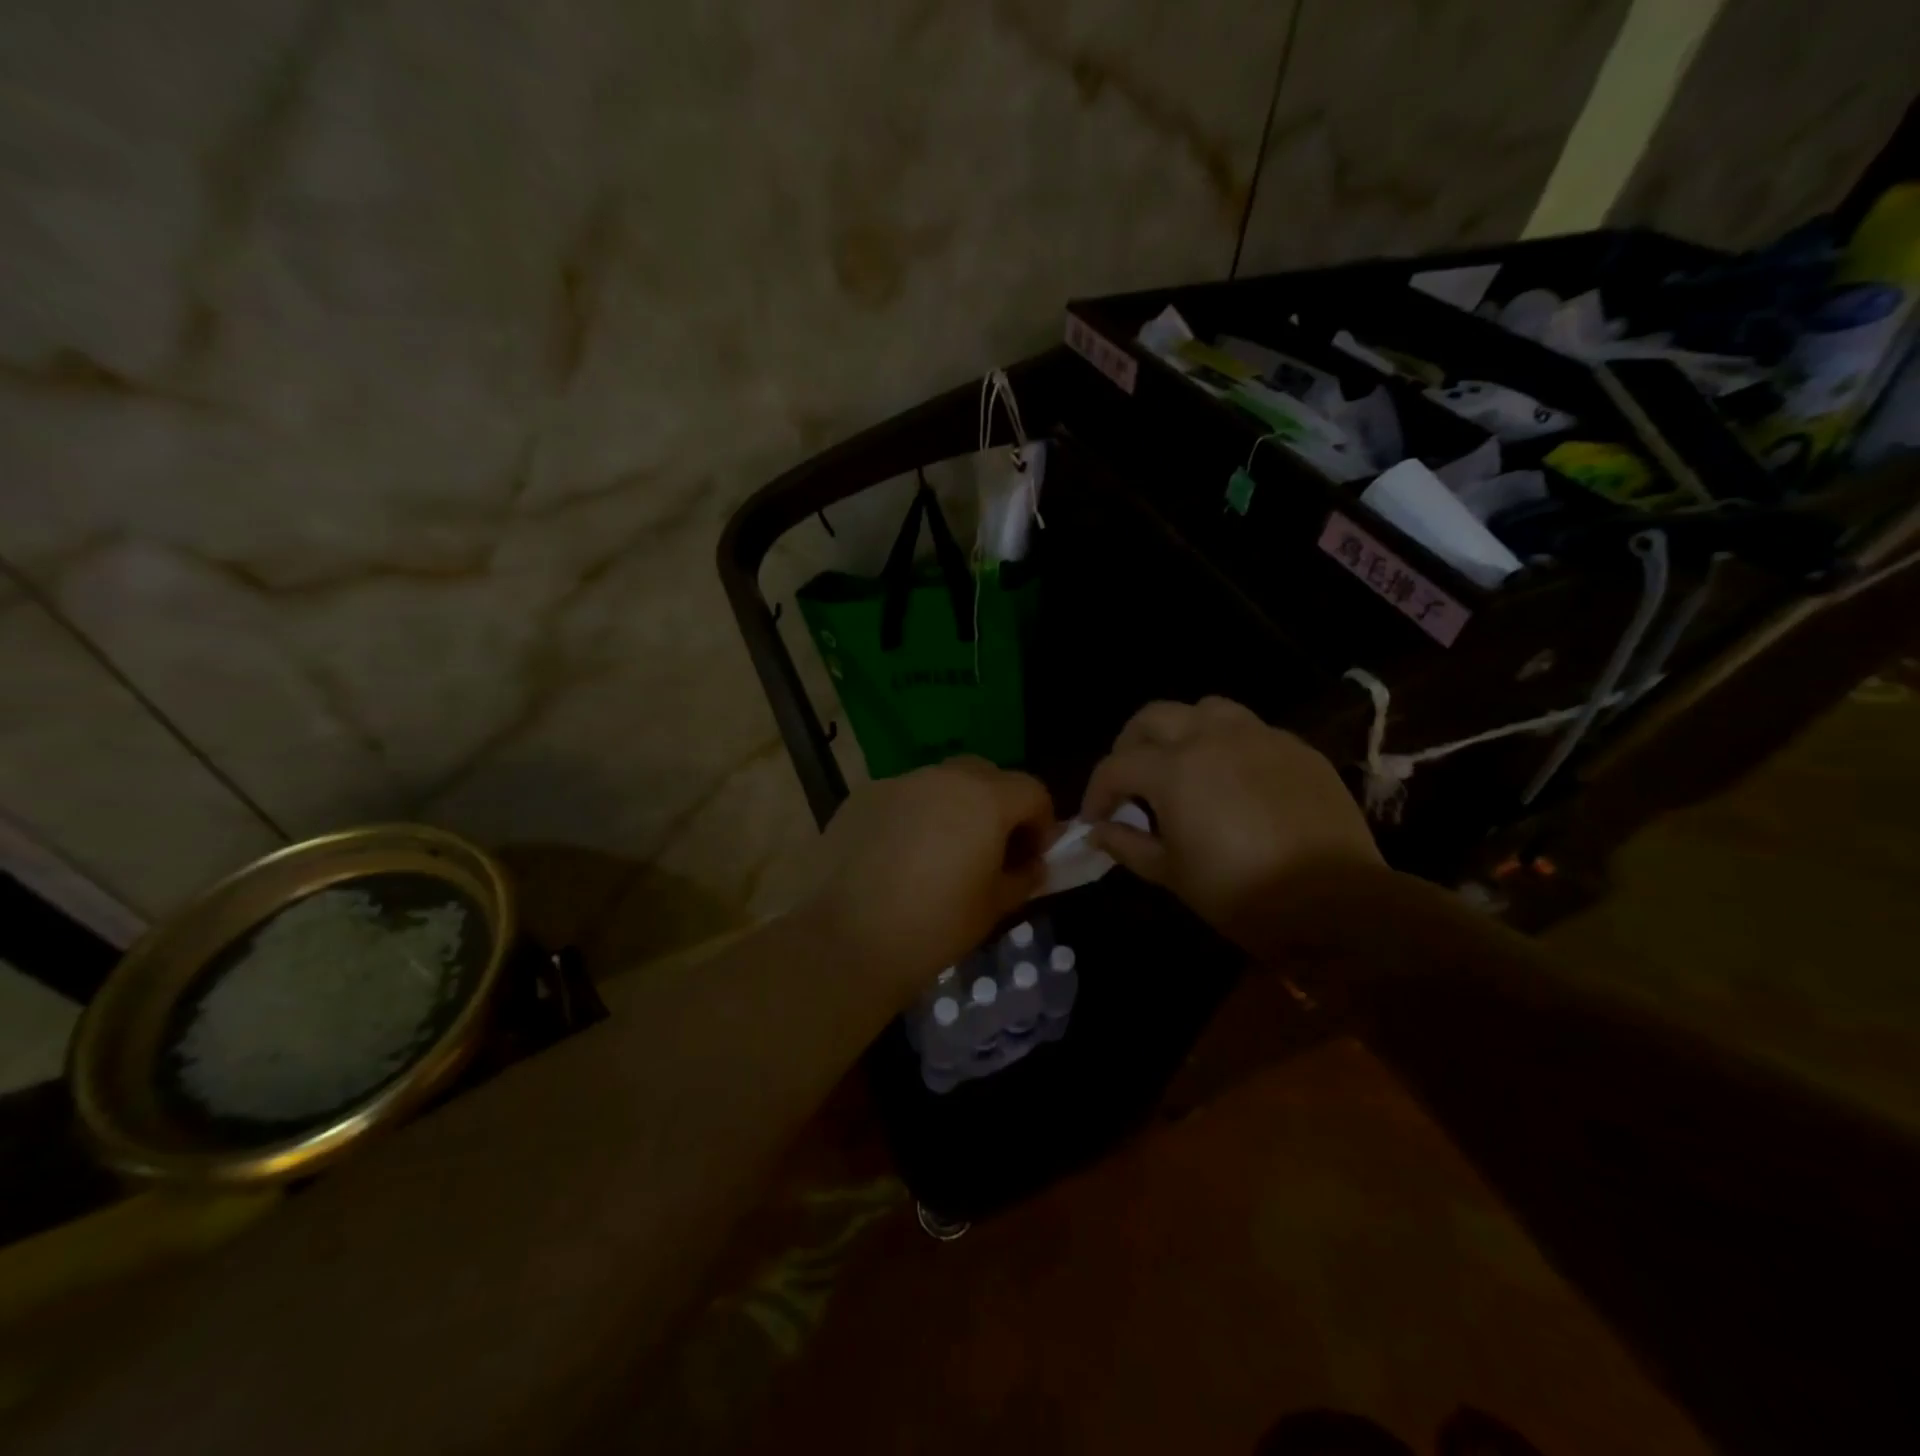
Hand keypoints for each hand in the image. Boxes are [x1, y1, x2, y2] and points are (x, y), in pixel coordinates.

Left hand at [796, 758, 1055, 999]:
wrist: (847, 941)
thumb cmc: (935, 926)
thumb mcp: (994, 906)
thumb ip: (1023, 876)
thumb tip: (1032, 865)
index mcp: (985, 798)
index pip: (1032, 791)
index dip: (1041, 824)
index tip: (1031, 858)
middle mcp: (943, 776)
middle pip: (986, 775)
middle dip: (998, 806)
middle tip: (989, 850)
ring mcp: (897, 782)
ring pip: (940, 783)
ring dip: (953, 808)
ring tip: (938, 854)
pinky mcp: (862, 797)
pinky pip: (902, 798)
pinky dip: (912, 816)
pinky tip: (897, 857)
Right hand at [1082, 697, 1381, 938]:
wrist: (1334, 903)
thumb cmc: (1240, 892)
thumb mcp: (1171, 874)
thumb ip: (1127, 844)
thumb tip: (1098, 830)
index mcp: (1174, 769)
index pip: (1116, 766)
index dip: (1097, 792)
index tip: (1095, 818)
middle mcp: (1211, 738)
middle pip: (1153, 717)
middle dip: (1131, 745)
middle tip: (1131, 780)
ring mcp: (1259, 737)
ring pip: (1206, 709)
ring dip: (1182, 730)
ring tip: (1183, 764)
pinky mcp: (1297, 748)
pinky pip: (1251, 730)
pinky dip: (1229, 744)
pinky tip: (1234, 777)